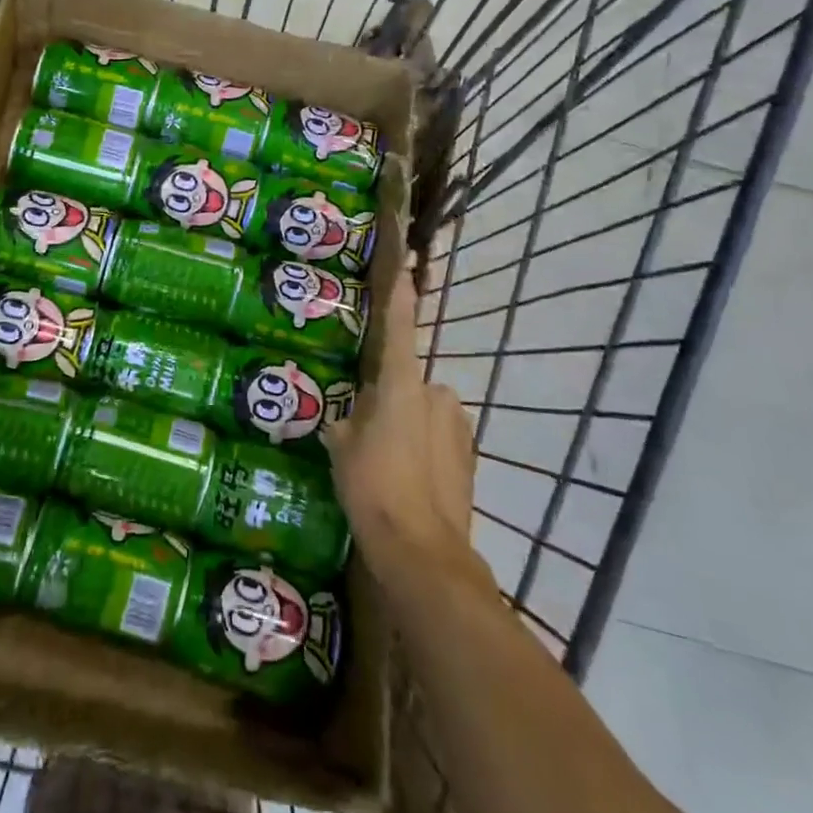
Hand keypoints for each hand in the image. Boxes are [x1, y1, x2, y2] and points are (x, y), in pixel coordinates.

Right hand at [324, 254, 482, 582]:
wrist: (423, 551)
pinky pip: (439, 439)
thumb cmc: (373, 487)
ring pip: (425, 412)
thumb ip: (348, 421)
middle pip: (409, 383)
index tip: (405, 260)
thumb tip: (349, 419)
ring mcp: (458, 426)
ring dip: (410, 426)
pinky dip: (425, 451)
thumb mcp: (342, 447)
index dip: (399, 291)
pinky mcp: (470, 457)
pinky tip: (408, 481)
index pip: (399, 325)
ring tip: (386, 464)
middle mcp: (437, 394)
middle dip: (392, 399)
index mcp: (403, 384)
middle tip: (367, 430)